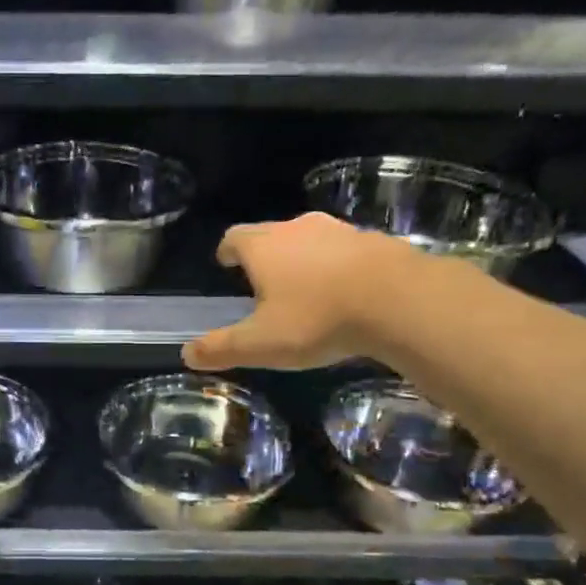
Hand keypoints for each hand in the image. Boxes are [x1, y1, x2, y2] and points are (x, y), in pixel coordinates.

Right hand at [182, 212, 424, 370]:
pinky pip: (346, 250)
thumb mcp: (261, 344)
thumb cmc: (317, 319)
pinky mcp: (375, 240)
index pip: (233, 237)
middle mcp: (297, 229)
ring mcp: (339, 231)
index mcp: (263, 247)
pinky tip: (346, 291)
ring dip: (303, 258)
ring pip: (310, 240)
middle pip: (271, 234)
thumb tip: (186, 355)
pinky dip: (338, 265)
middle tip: (263, 282)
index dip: (227, 251)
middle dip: (264, 255)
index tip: (226, 264)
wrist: (399, 299)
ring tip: (306, 287)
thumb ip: (221, 348)